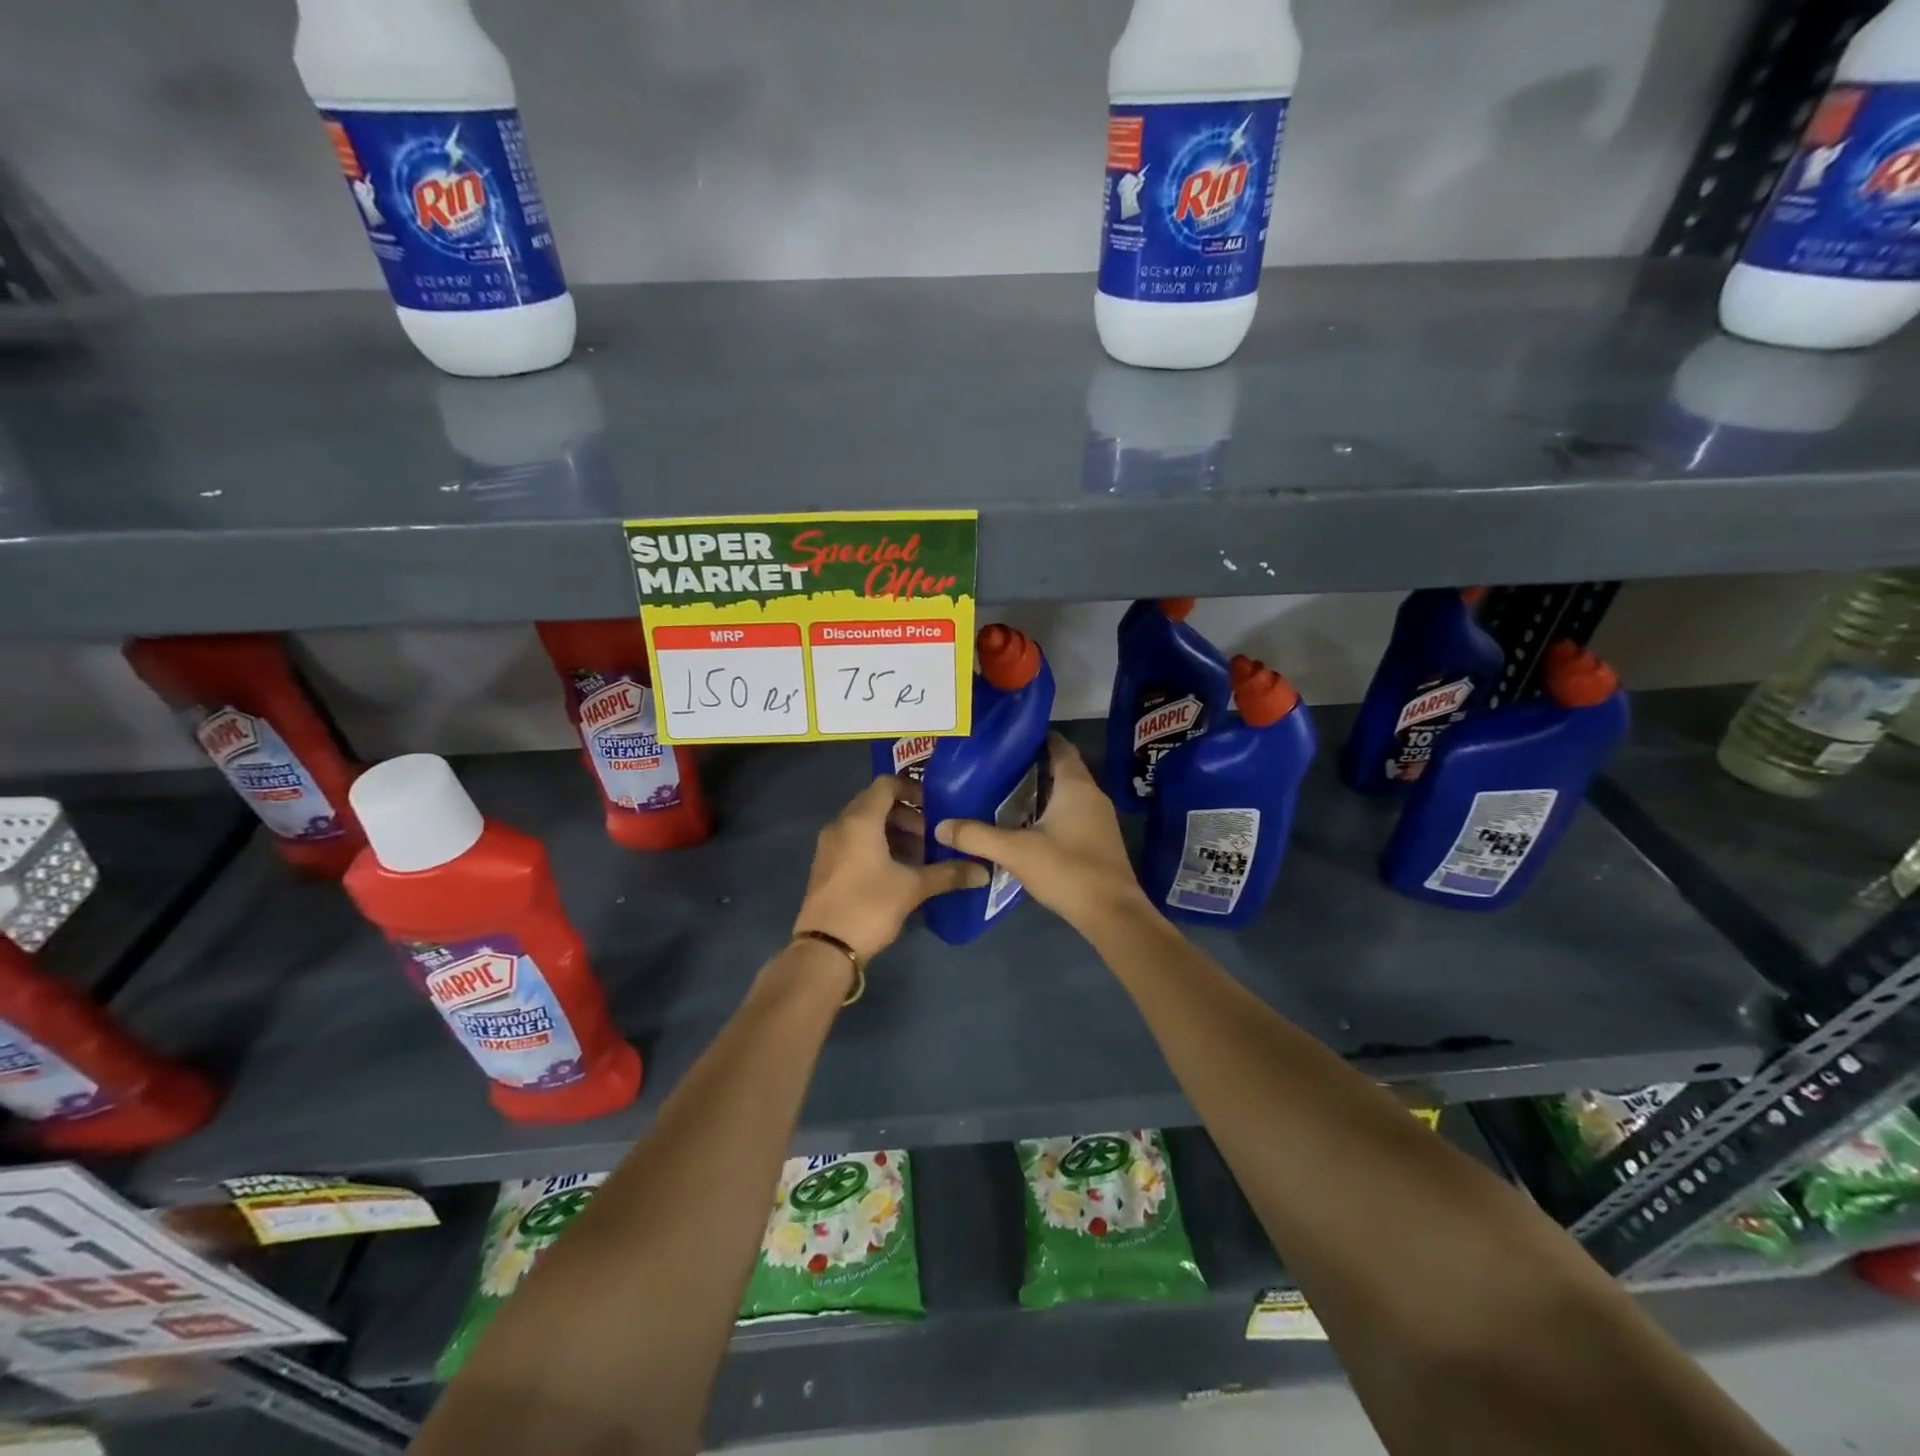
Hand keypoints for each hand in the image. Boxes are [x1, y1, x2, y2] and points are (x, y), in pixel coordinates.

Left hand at [794, 775, 987, 961]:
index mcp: (860, 820)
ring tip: (919, 856)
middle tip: (931, 836)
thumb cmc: (869, 906)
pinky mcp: (826, 866)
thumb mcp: (913, 888)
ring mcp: (830, 846)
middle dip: (907, 815)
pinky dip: (877, 846)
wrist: (825, 948)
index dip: (912, 789)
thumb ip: (948, 874)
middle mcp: (841, 825)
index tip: (936, 806)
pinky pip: (854, 842)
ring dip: (893, 833)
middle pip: (876, 803)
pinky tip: (898, 871)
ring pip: (865, 825)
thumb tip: (983, 871)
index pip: (886, 784)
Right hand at [934, 735, 1149, 932]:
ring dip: (1040, 791)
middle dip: (1031, 766)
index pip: (1059, 746)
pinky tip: (1024, 825)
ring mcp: (1098, 819)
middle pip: (1061, 769)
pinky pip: (1070, 814)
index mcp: (1076, 786)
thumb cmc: (1068, 870)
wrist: (1112, 914)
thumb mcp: (1016, 852)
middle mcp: (1092, 795)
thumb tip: (940, 825)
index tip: (1006, 738)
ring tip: (1003, 793)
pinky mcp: (1098, 840)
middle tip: (995, 766)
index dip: (1036, 737)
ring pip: (1066, 794)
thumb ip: (977, 836)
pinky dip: (1049, 812)